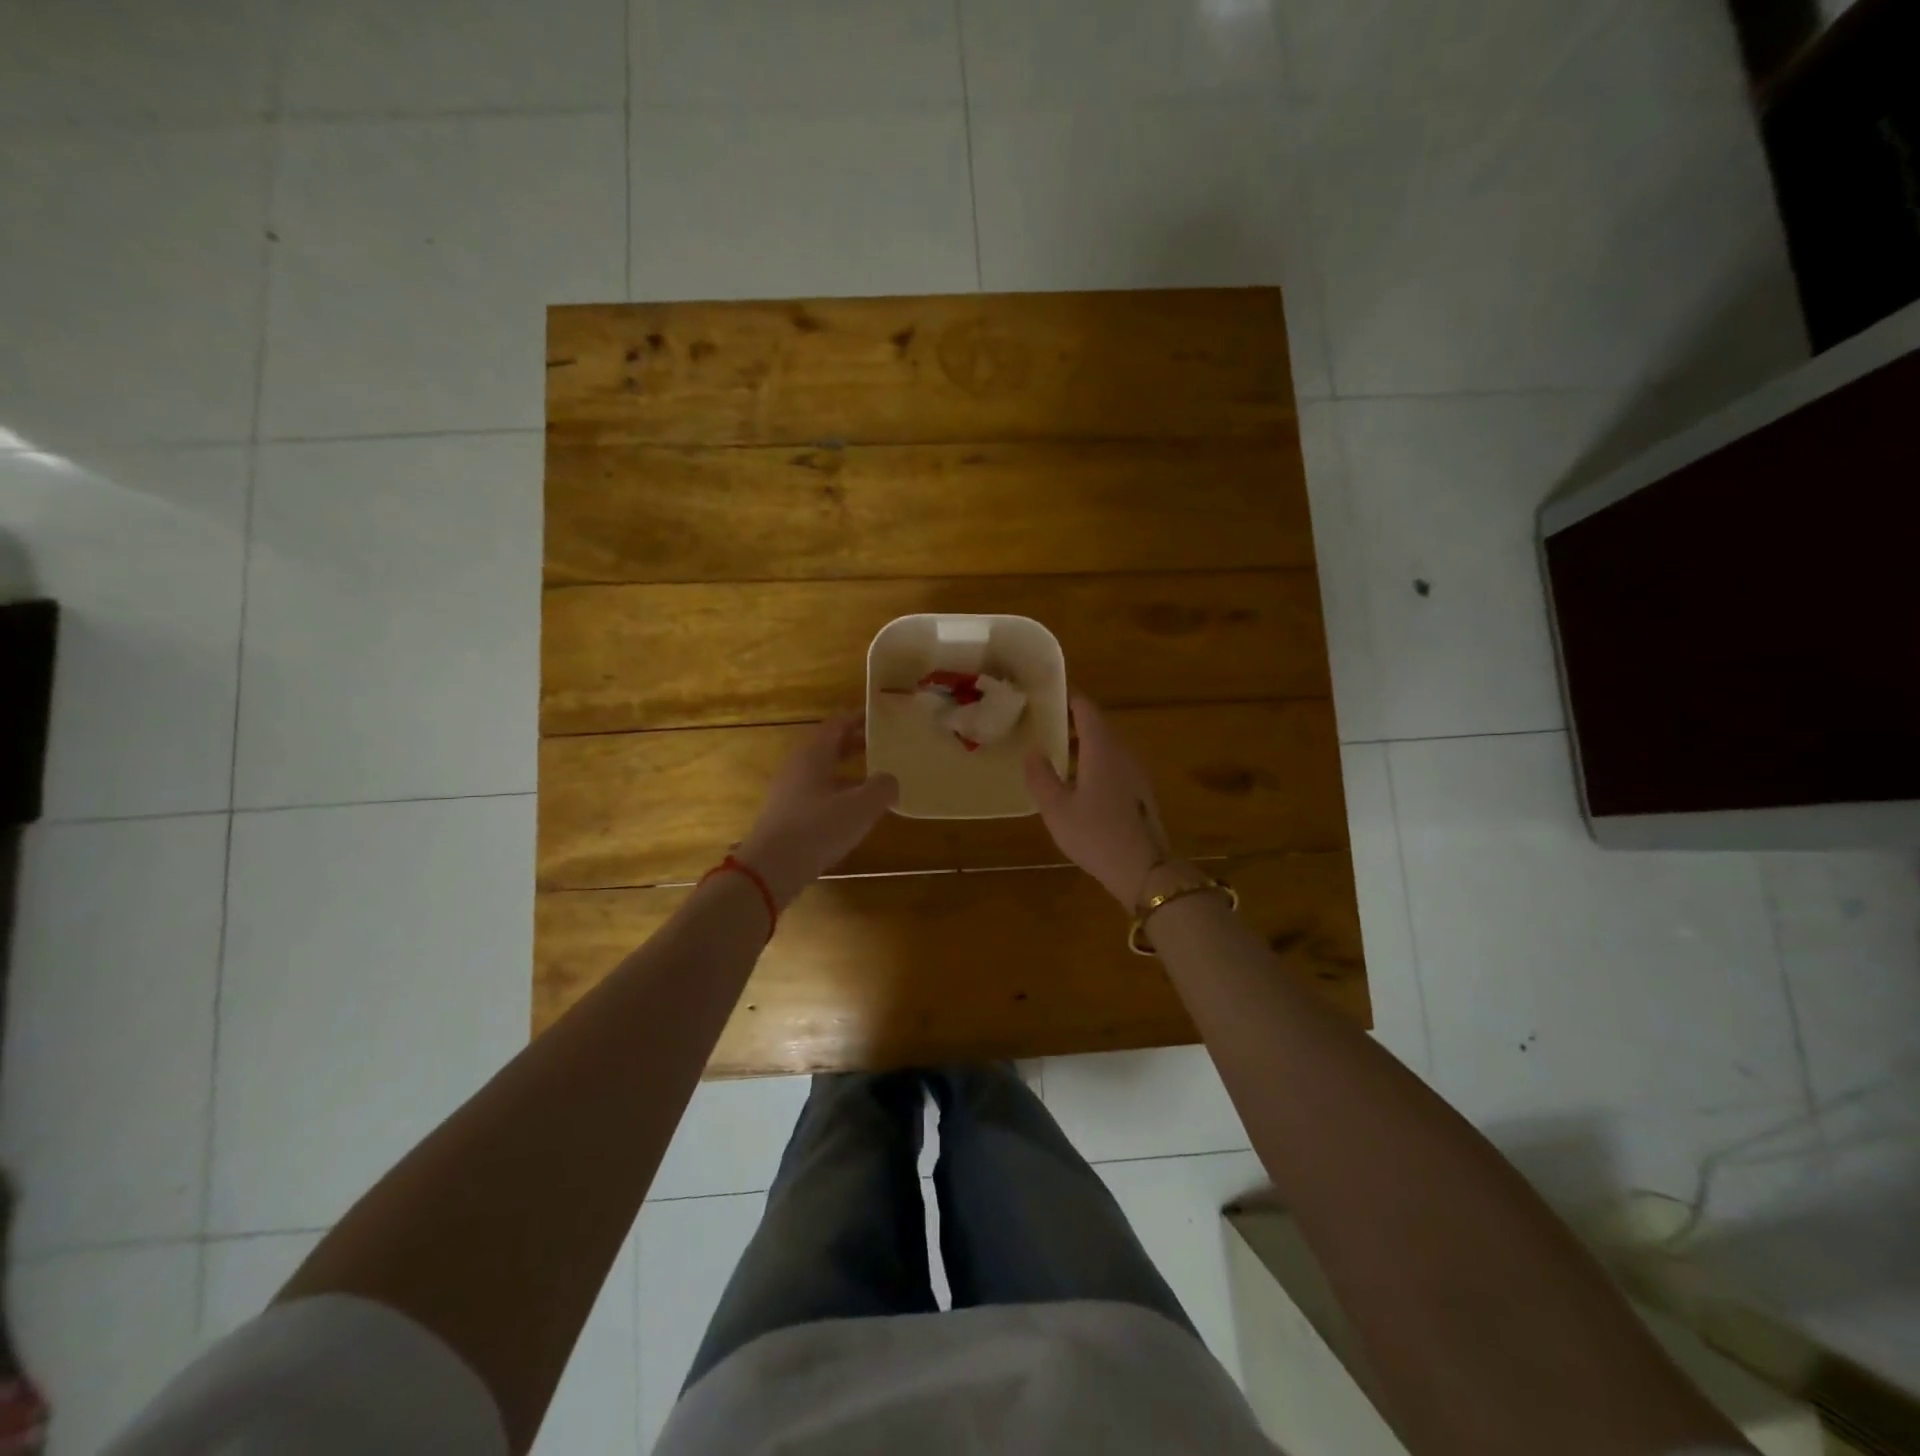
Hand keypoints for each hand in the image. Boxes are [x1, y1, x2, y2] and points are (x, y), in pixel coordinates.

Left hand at [737, 714, 898, 907]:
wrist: (771, 869)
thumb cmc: (817, 828)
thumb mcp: (861, 807)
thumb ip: (882, 788)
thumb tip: (890, 780)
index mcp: (813, 754)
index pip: (837, 724)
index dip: (859, 719)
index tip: (881, 719)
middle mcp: (798, 766)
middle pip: (828, 747)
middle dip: (855, 744)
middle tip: (883, 747)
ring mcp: (788, 792)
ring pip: (822, 772)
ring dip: (847, 772)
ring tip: (873, 781)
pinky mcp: (786, 816)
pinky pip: (816, 793)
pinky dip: (837, 793)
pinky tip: (852, 812)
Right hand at [1025, 694, 1170, 907]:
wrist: (1144, 869)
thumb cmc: (1095, 835)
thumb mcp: (1056, 808)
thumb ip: (1041, 776)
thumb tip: (1033, 751)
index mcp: (1102, 748)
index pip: (1086, 708)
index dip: (1067, 697)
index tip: (1046, 695)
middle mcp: (1123, 752)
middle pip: (1098, 725)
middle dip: (1072, 721)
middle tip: (1044, 724)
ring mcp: (1136, 771)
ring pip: (1108, 745)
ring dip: (1084, 743)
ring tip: (1057, 752)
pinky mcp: (1141, 790)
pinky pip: (1115, 763)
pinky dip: (1095, 760)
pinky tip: (1080, 781)